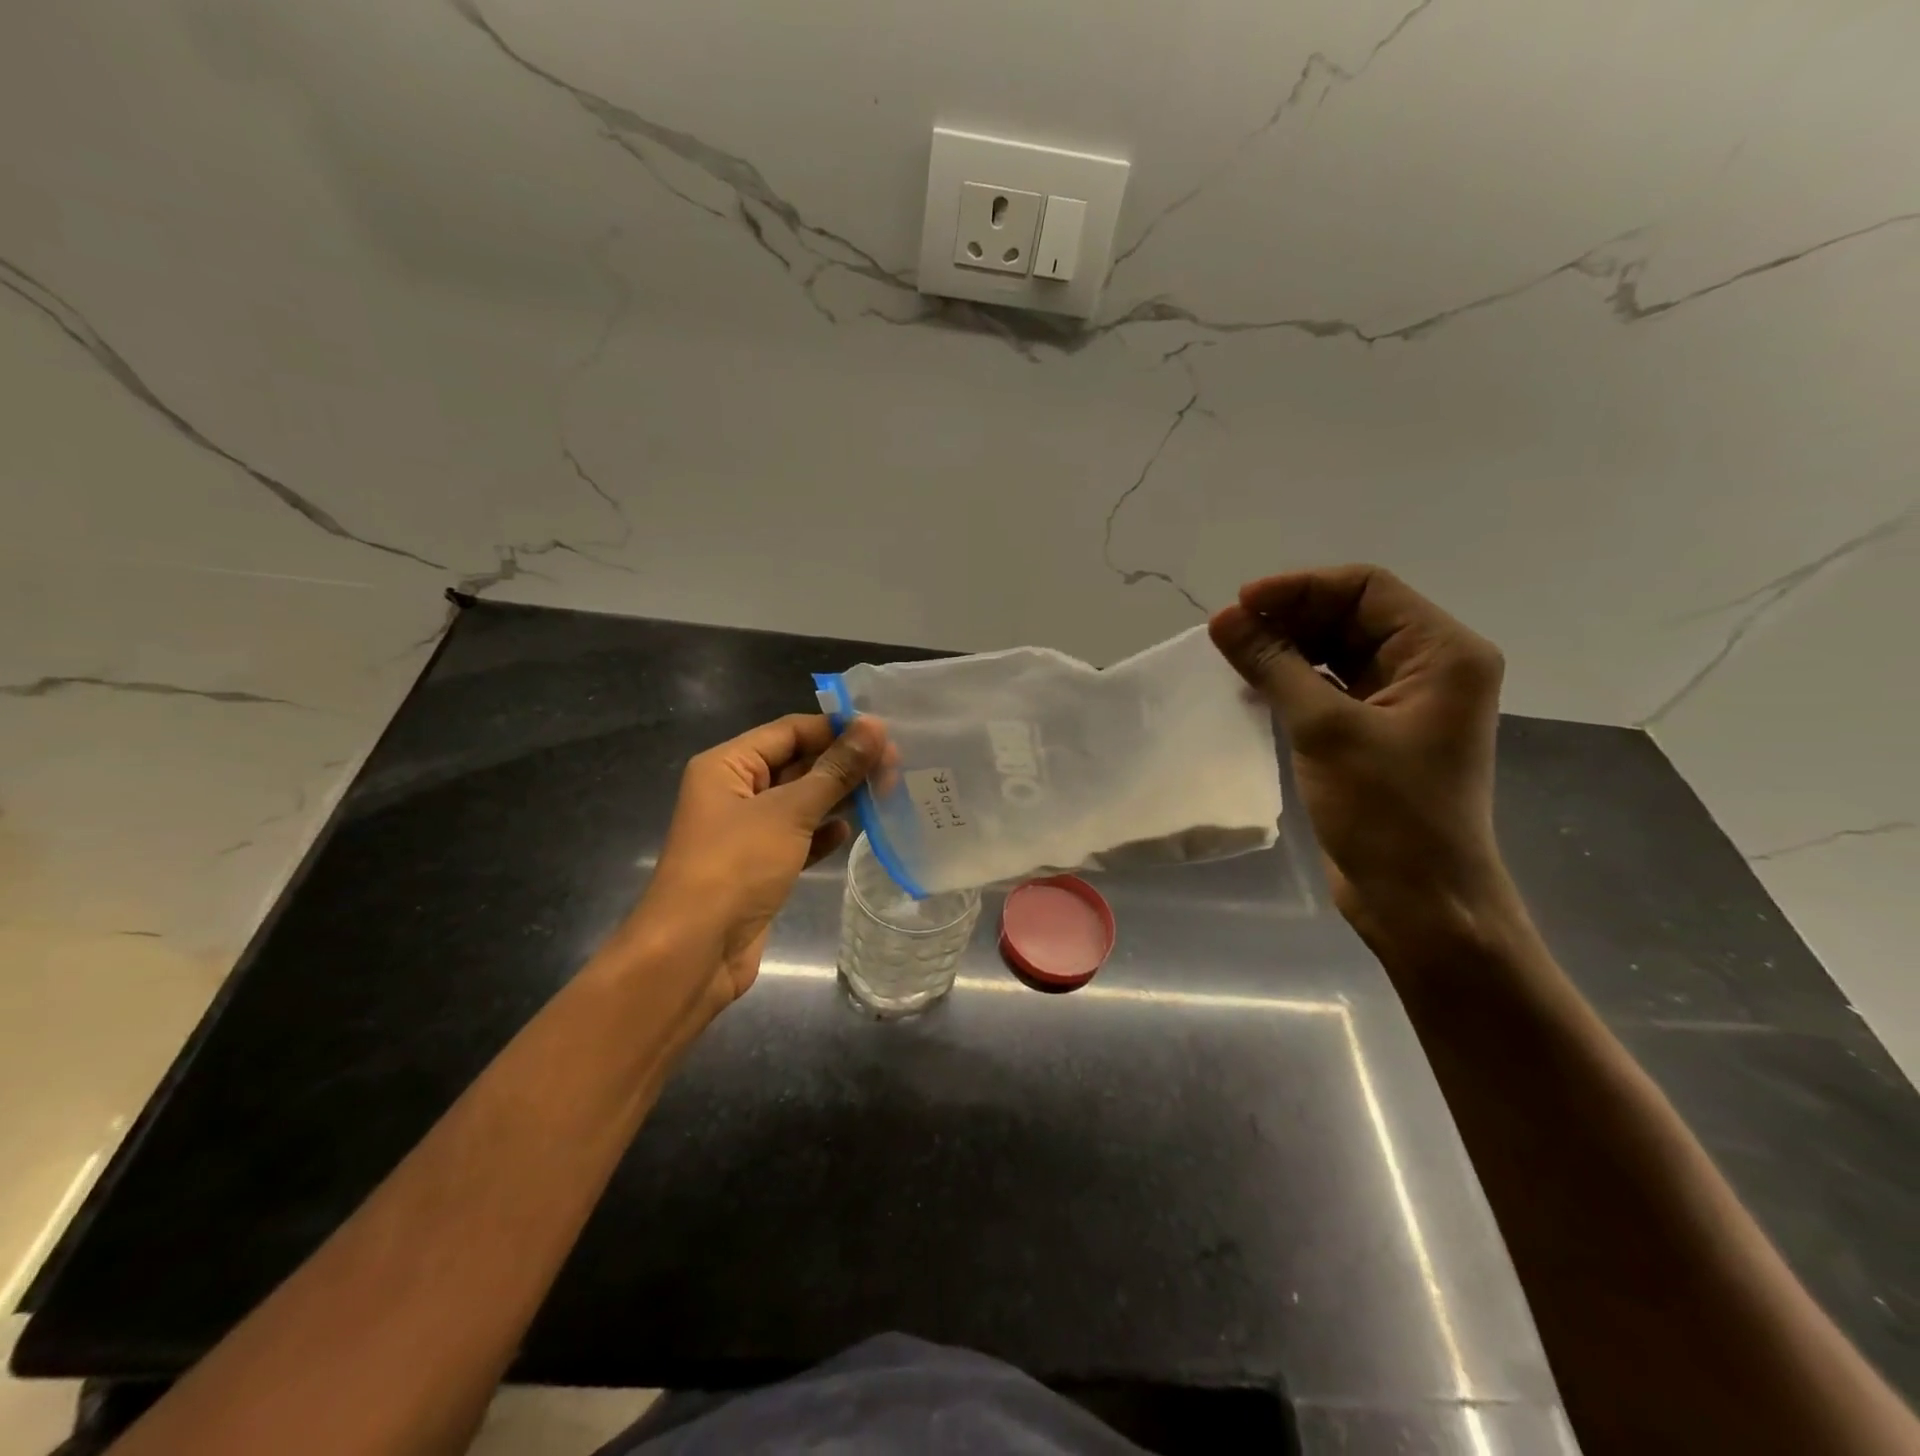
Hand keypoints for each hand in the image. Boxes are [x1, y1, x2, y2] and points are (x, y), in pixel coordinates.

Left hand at [635, 713, 885, 1004]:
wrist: (694, 952)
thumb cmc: (736, 867)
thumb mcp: (789, 811)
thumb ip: (835, 770)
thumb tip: (874, 727)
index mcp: (728, 765)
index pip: (790, 731)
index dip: (836, 729)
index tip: (886, 734)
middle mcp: (734, 791)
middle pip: (796, 763)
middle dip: (842, 764)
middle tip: (896, 766)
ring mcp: (746, 831)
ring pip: (800, 801)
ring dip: (838, 797)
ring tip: (886, 792)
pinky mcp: (759, 866)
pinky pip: (797, 837)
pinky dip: (822, 833)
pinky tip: (850, 831)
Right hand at [1209, 565, 1515, 957]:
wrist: (1419, 899)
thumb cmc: (1386, 811)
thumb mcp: (1325, 729)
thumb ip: (1273, 665)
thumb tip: (1222, 619)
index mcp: (1442, 652)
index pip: (1367, 588)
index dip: (1300, 588)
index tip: (1239, 604)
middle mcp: (1429, 667)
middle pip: (1352, 616)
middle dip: (1289, 617)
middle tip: (1227, 631)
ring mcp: (1403, 701)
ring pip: (1337, 651)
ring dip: (1286, 648)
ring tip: (1232, 654)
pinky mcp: (1376, 732)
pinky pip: (1330, 686)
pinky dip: (1293, 679)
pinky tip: (1253, 684)